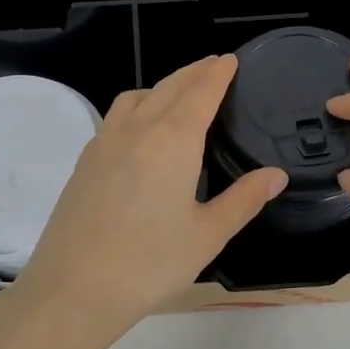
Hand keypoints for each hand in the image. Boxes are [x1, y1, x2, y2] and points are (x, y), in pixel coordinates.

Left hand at [7, 56, 286, 347]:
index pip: (200, 92)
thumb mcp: (208, 234)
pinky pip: (115, 117)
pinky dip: (137, 106)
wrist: (74, 289)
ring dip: (162, 86)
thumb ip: (244, 199)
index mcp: (173, 141)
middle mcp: (136, 129)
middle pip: (168, 86)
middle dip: (193, 72)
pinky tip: (141, 131)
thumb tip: (275, 175)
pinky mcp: (84, 161)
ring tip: (179, 95)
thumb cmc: (150, 263)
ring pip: (136, 96)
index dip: (217, 73)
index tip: (229, 59)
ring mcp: (104, 142)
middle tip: (213, 67)